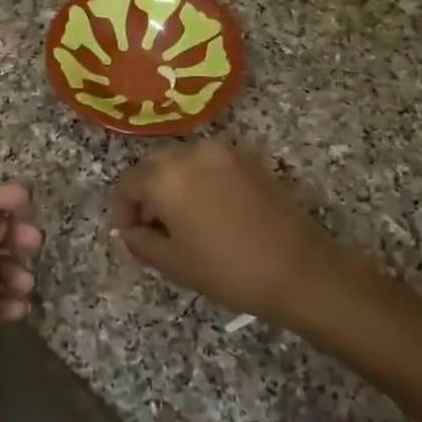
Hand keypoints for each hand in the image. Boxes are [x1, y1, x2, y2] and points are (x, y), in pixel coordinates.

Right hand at [110, 141, 347, 323]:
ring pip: (182, 162)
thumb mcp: (174, 263)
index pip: (128, 184)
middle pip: (154, 167)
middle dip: (146, 195)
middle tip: (150, 229)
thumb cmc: (228, 270)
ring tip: (180, 220)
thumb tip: (129, 233)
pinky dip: (198, 180)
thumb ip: (140, 242)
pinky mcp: (247, 158)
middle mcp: (191, 152)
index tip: (128, 236)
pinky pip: (209, 163)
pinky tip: (208, 210)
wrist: (298, 269)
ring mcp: (222, 151)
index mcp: (166, 176)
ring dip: (172, 185)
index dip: (122, 211)